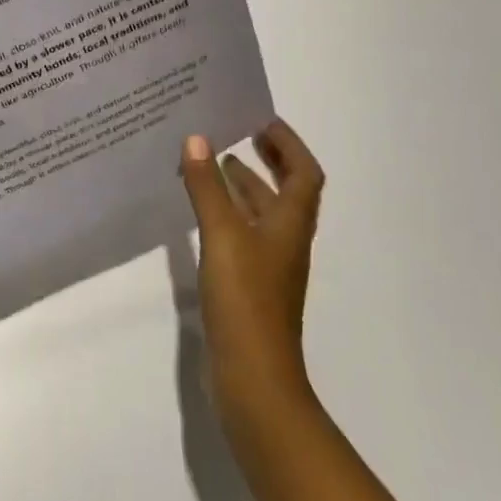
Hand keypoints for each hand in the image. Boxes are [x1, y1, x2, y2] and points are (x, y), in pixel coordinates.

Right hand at [180, 119, 324, 412]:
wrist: (254, 380)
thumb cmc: (246, 299)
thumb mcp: (223, 235)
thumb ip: (208, 187)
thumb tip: (196, 138)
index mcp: (290, 224)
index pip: (304, 173)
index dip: (289, 144)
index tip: (263, 120)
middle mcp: (285, 241)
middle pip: (286, 191)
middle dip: (267, 160)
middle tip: (237, 133)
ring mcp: (268, 266)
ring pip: (261, 213)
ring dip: (244, 186)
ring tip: (212, 164)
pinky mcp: (249, 285)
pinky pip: (242, 234)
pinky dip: (227, 213)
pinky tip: (201, 211)